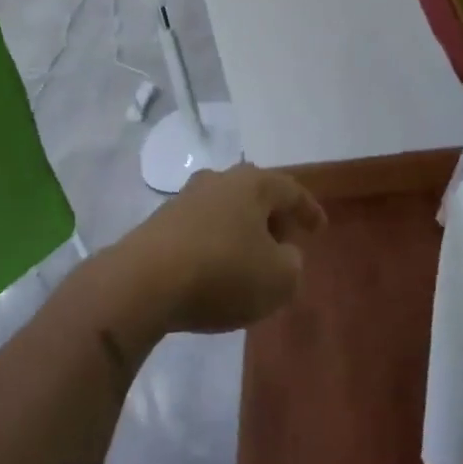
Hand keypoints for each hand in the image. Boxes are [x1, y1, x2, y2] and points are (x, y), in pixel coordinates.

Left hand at [113, 165, 326, 334]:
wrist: (143, 282)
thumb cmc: (223, 273)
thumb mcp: (279, 279)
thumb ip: (292, 264)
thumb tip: (282, 254)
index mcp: (252, 184)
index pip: (290, 190)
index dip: (308, 210)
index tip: (319, 229)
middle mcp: (218, 181)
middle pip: (255, 196)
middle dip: (273, 220)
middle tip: (286, 245)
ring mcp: (184, 200)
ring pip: (225, 212)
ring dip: (242, 234)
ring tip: (251, 263)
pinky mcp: (159, 224)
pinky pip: (201, 231)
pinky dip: (216, 246)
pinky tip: (217, 272)